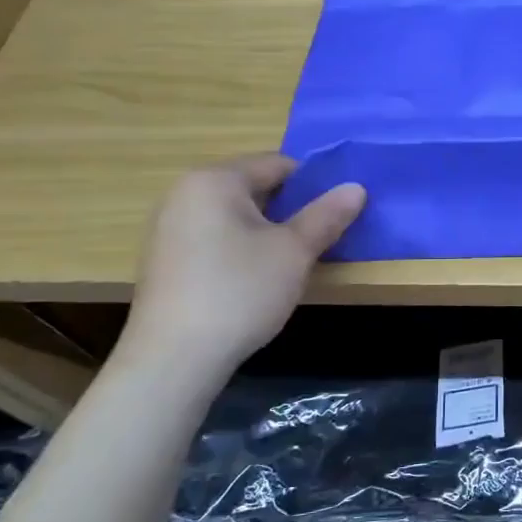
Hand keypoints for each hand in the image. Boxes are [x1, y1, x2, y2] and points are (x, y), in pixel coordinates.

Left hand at [118, 154, 364, 381]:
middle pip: (253, 187)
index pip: (277, 163)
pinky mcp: (164, 259)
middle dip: (289, 209)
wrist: (174, 358)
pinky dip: (239, 248)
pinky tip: (252, 281)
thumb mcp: (294, 252)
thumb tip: (357, 187)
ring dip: (266, 230)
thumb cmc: (240, 292)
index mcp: (215, 180)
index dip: (313, 184)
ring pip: (234, 215)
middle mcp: (184, 193)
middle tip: (317, 239)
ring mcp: (168, 227)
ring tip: (289, 263)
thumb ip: (326, 216)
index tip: (335, 213)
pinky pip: (213, 237)